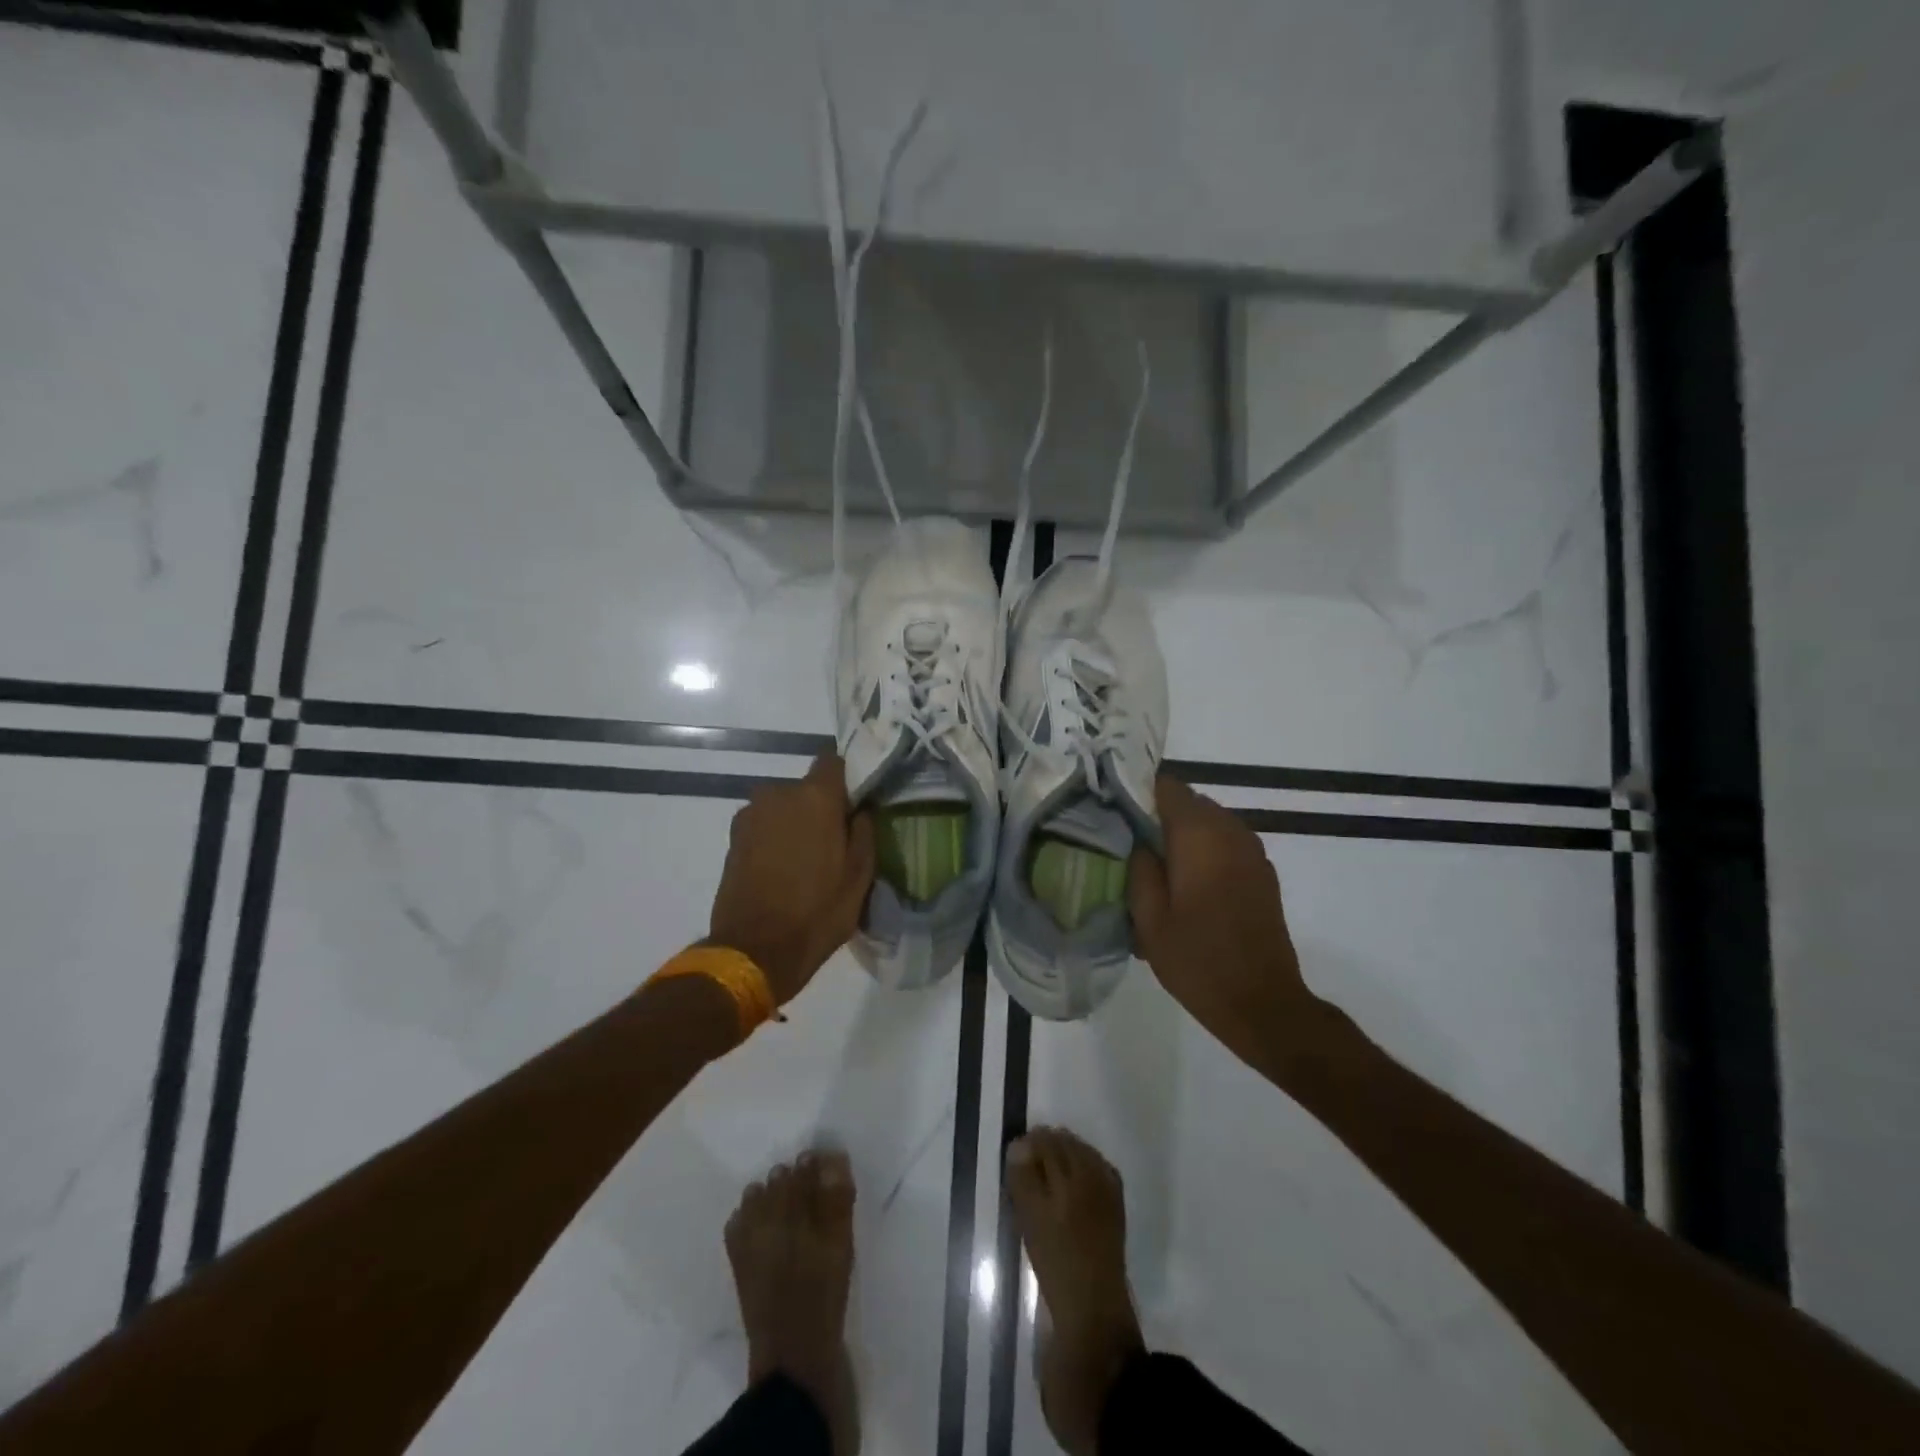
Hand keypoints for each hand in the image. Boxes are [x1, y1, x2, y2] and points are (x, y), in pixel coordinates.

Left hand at [709, 754, 875, 1004]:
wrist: (754, 951)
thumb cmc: (818, 911)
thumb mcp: (860, 875)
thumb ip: (865, 831)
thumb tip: (861, 809)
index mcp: (815, 796)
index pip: (834, 761)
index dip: (847, 778)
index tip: (857, 802)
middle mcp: (778, 793)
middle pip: (807, 788)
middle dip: (821, 807)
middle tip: (835, 840)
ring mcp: (750, 815)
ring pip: (784, 807)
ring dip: (795, 823)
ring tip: (807, 860)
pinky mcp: (732, 839)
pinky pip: (764, 827)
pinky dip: (775, 839)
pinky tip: (784, 870)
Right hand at [1127, 775, 1325, 1073]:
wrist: (1262, 1003)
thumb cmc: (1197, 960)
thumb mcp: (1149, 919)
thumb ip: (1139, 868)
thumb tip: (1138, 840)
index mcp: (1199, 836)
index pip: (1167, 786)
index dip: (1138, 792)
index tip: (1116, 809)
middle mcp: (1231, 831)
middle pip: (1189, 802)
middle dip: (1159, 814)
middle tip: (1130, 842)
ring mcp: (1252, 851)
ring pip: (1209, 822)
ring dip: (1183, 834)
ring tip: (1156, 865)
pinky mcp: (1262, 872)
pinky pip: (1226, 843)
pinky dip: (1205, 850)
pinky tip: (1187, 883)